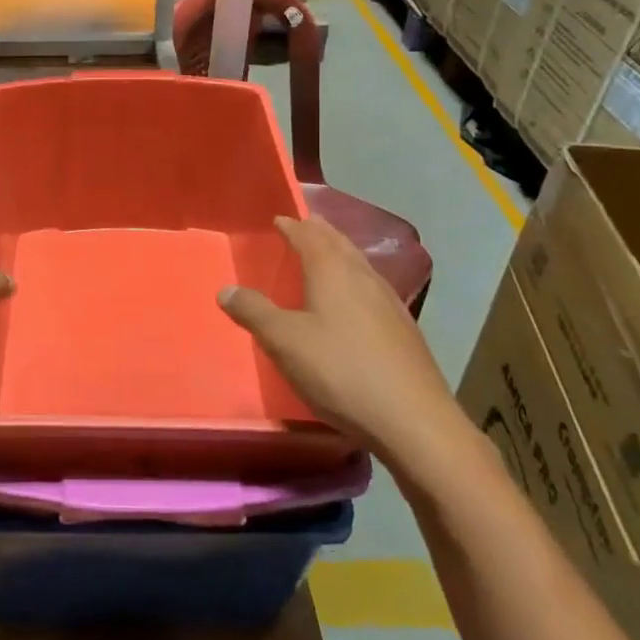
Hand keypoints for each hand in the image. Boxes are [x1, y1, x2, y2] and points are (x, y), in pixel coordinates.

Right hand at [219, 215, 465, 477]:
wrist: (413, 420)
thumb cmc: (341, 371)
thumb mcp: (285, 342)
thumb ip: (254, 312)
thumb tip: (226, 289)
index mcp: (333, 271)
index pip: (309, 236)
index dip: (292, 226)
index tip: (279, 219)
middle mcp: (363, 277)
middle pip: (339, 244)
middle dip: (320, 232)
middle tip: (305, 225)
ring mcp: (389, 303)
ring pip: (359, 265)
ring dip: (340, 253)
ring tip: (327, 255)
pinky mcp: (403, 329)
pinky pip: (372, 288)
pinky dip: (355, 280)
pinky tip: (354, 301)